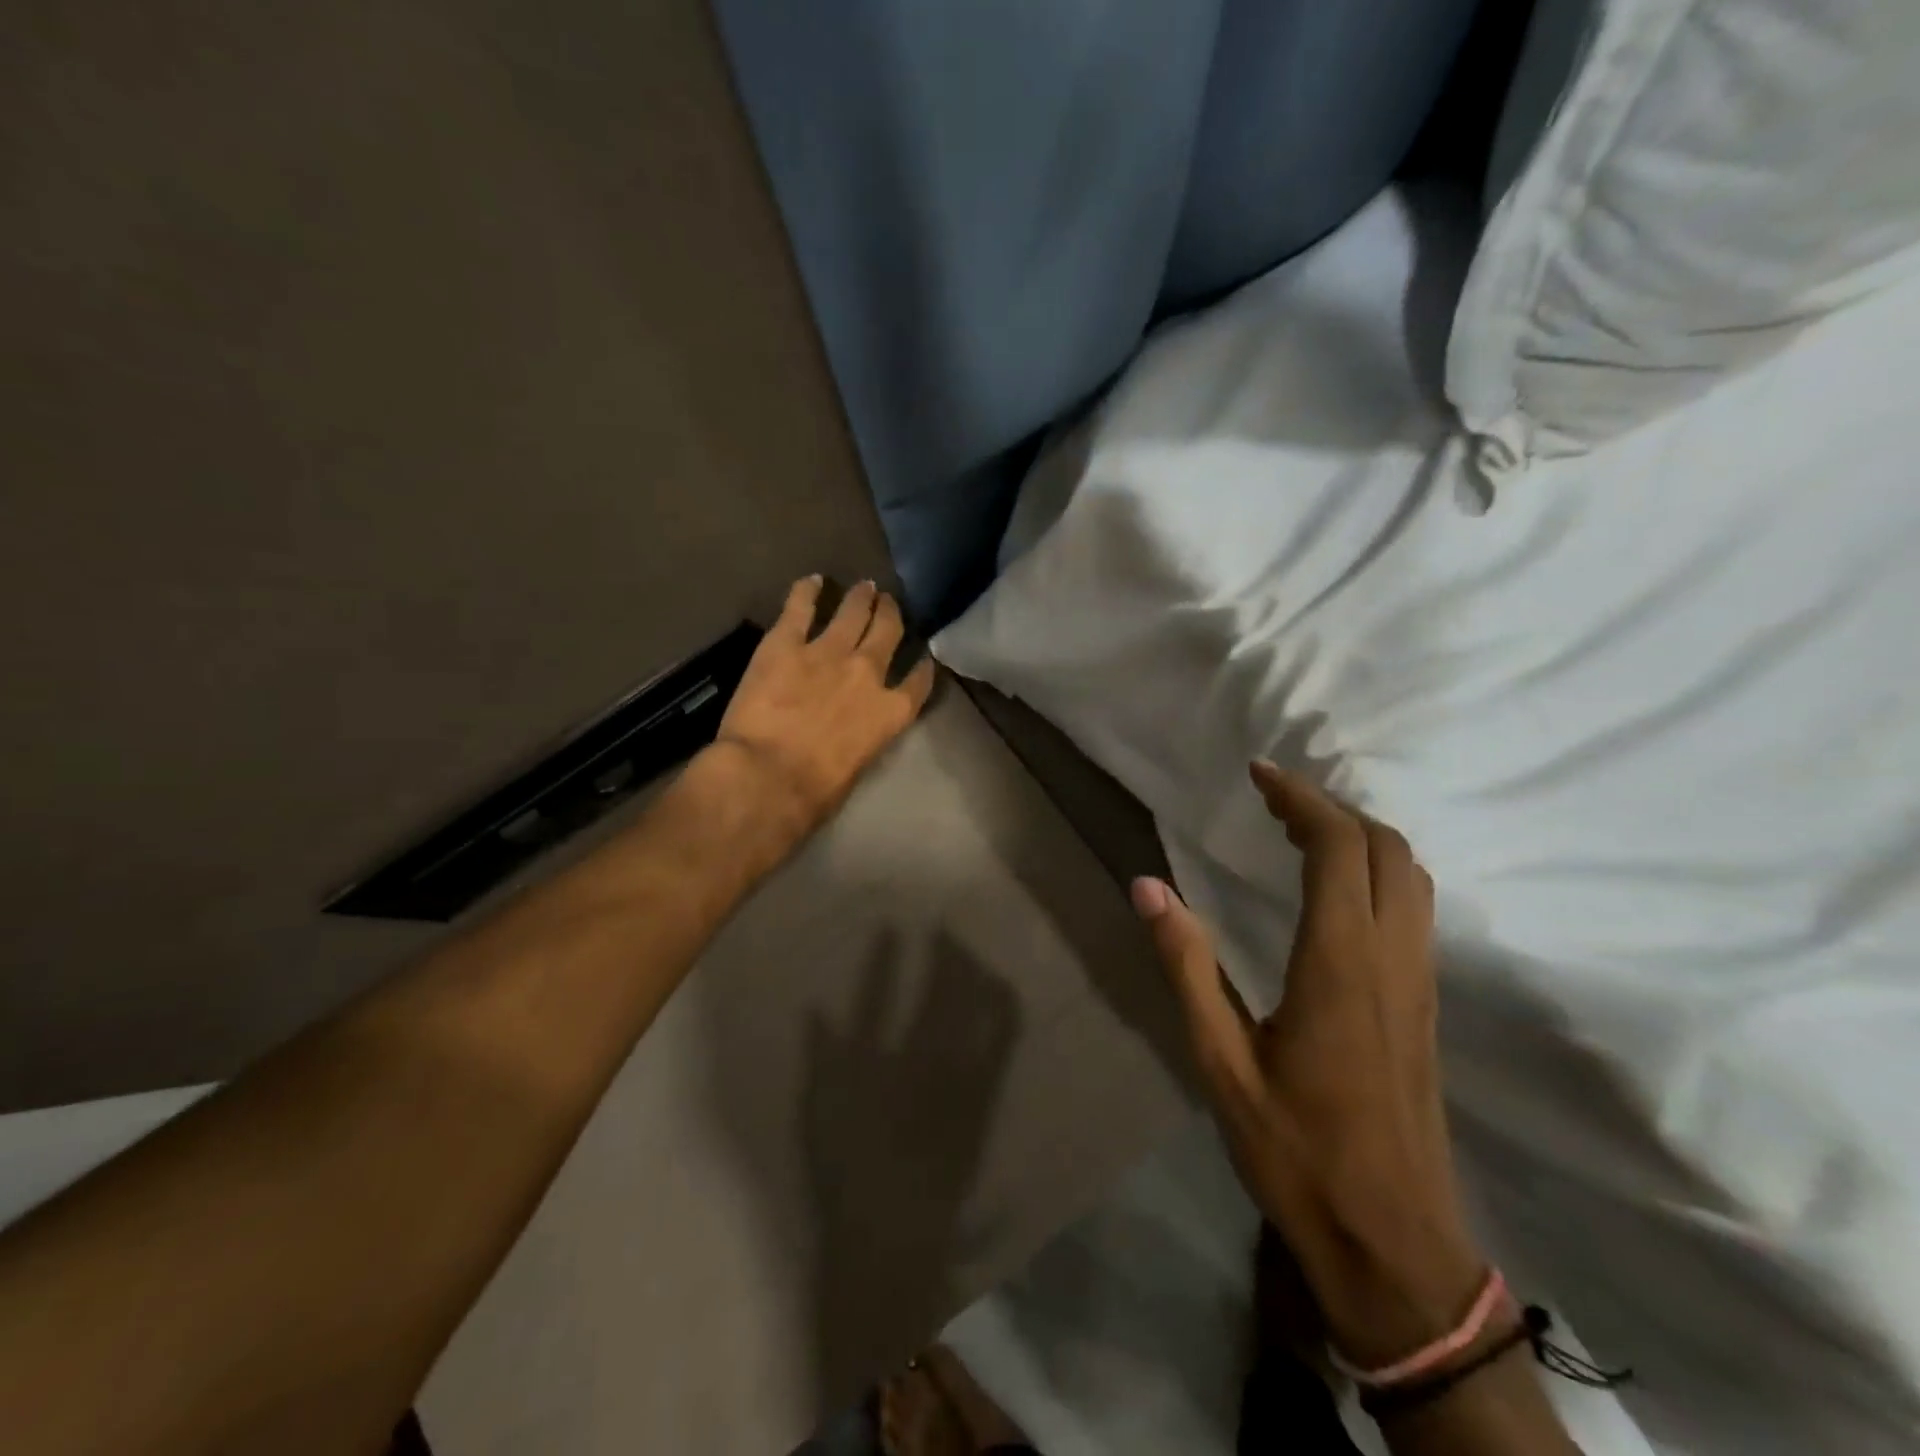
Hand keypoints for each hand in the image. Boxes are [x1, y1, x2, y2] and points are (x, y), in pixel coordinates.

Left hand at [713, 576, 934, 844]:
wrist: (768, 775)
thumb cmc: (814, 792)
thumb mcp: (857, 767)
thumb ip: (863, 738)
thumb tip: (851, 733)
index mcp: (890, 712)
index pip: (918, 682)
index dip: (922, 666)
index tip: (923, 656)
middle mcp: (868, 672)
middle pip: (888, 632)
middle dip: (890, 615)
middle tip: (888, 604)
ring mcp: (828, 651)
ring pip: (853, 612)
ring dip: (861, 597)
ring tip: (865, 587)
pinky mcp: (786, 642)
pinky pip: (800, 606)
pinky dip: (807, 590)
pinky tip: (813, 580)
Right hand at [1132, 762, 1481, 1368]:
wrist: (1394, 1244)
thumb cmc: (1296, 1151)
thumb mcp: (1220, 1061)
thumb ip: (1187, 966)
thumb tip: (1148, 887)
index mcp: (1340, 963)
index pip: (1337, 849)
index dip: (1301, 800)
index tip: (1259, 774)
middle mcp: (1392, 959)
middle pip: (1387, 849)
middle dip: (1332, 808)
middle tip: (1273, 799)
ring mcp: (1420, 982)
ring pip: (1411, 876)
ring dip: (1361, 836)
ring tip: (1301, 830)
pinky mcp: (1426, 1005)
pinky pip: (1414, 908)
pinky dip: (1378, 870)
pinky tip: (1336, 888)